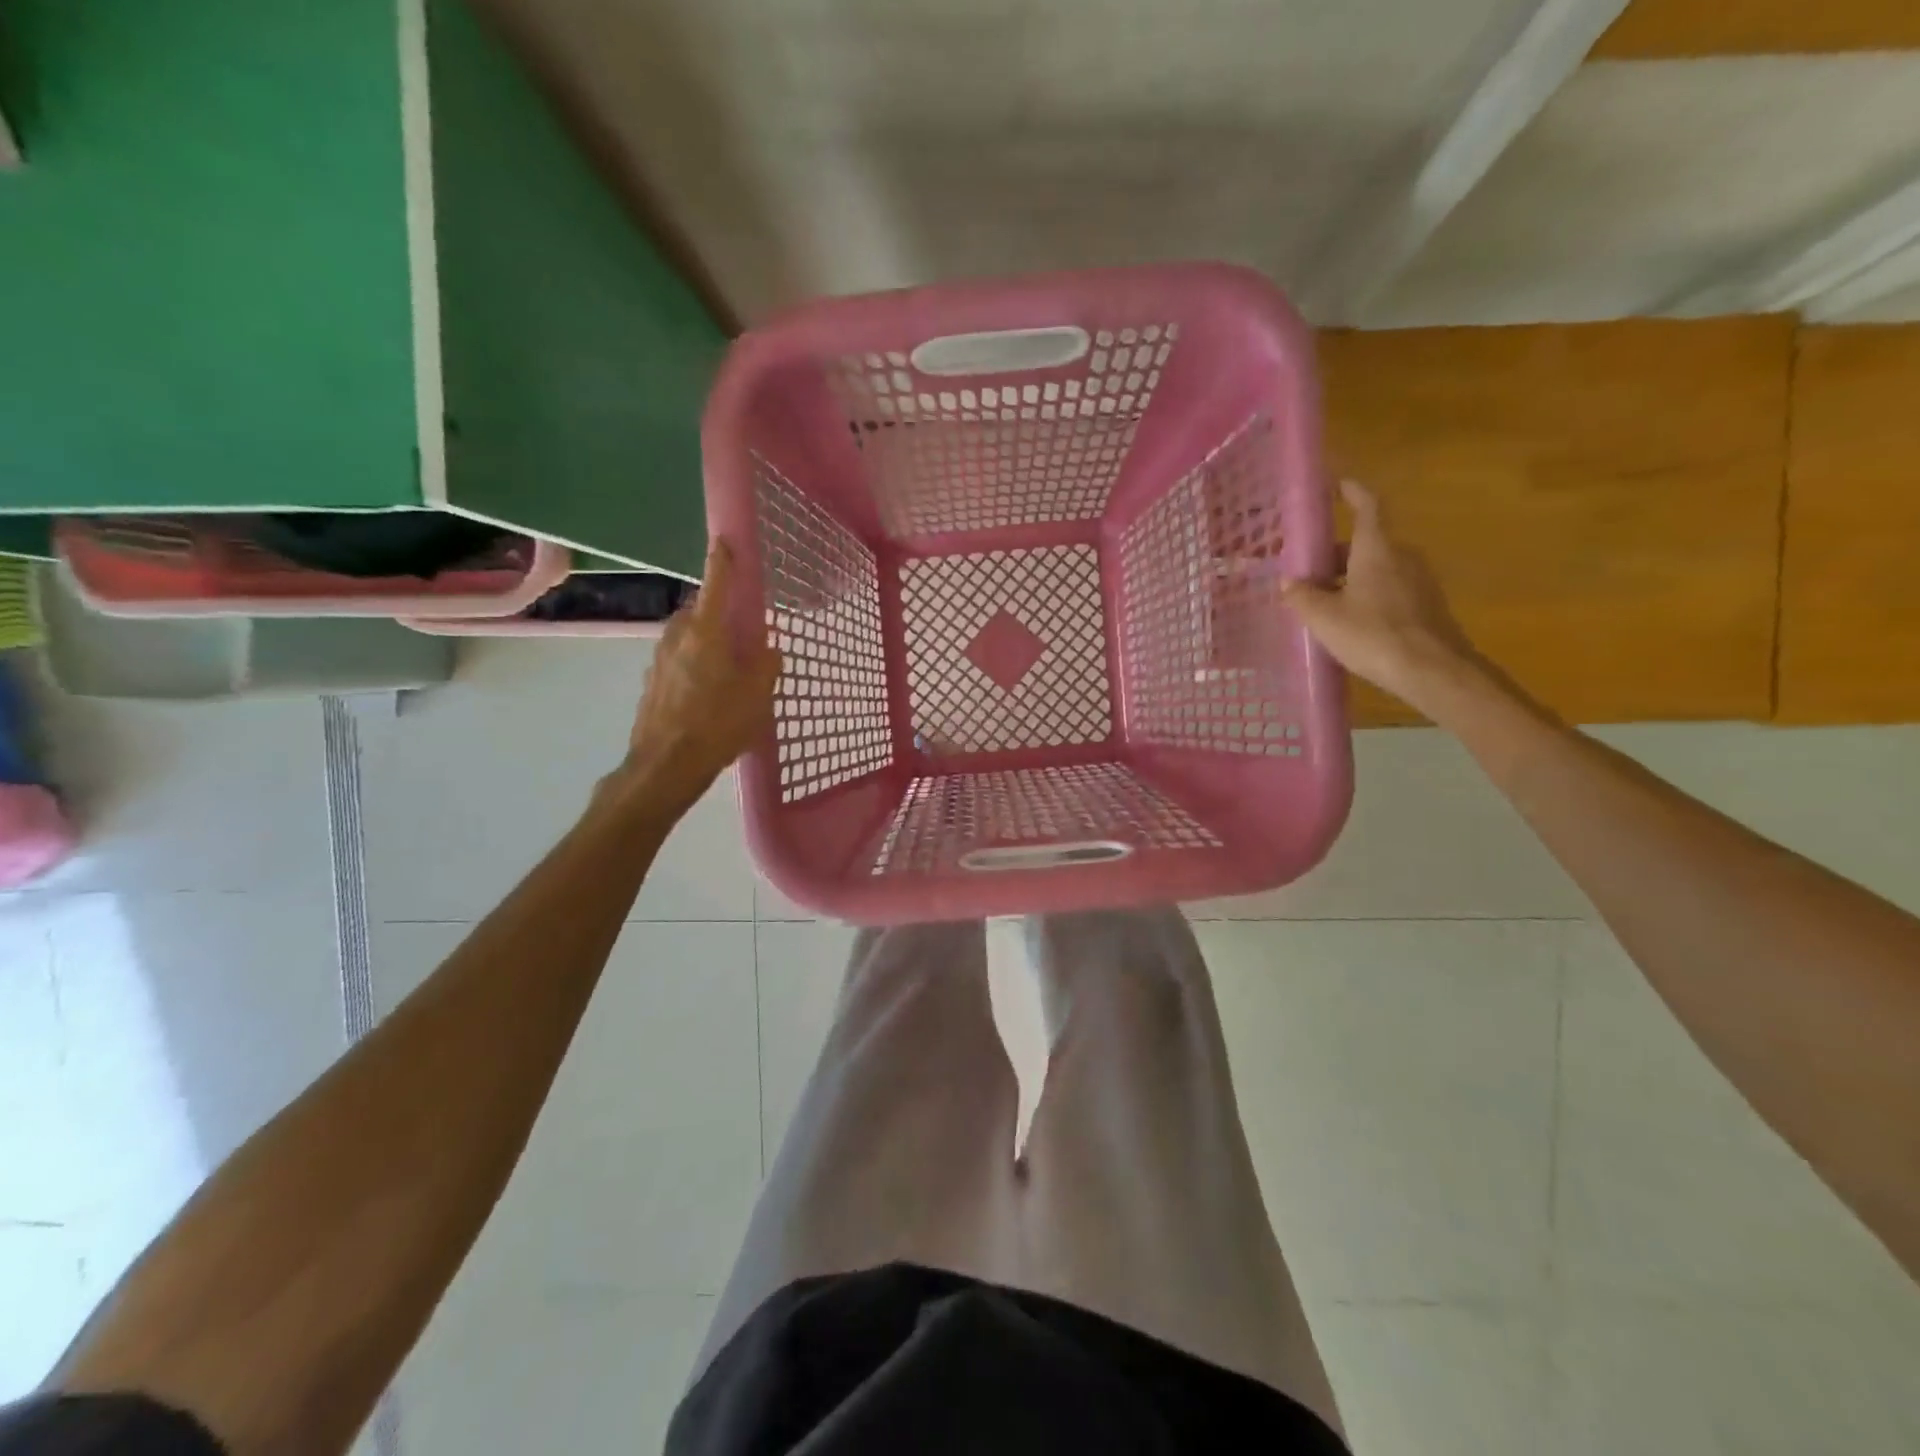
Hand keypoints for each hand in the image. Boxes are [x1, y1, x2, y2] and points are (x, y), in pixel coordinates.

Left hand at [619, 540, 780, 813]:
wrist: (665, 765)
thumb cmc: (717, 724)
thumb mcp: (757, 696)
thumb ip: (767, 665)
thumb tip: (767, 649)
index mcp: (706, 632)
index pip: (717, 584)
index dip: (724, 560)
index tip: (726, 539)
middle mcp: (677, 636)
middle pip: (700, 612)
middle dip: (719, 614)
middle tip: (742, 632)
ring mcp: (659, 659)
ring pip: (688, 638)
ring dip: (706, 643)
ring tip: (728, 669)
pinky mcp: (651, 683)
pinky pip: (678, 662)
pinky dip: (694, 666)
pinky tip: (708, 694)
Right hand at [1282, 480, 1484, 718]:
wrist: (1433, 670)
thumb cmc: (1373, 634)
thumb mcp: (1324, 617)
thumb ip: (1302, 596)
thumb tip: (1288, 582)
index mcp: (1376, 549)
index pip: (1367, 507)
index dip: (1353, 493)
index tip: (1339, 484)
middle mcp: (1402, 556)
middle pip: (1366, 544)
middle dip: (1336, 554)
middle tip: (1308, 571)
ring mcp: (1419, 581)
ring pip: (1377, 569)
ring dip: (1350, 578)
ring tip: (1323, 602)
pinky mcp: (1426, 606)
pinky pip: (1389, 590)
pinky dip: (1367, 596)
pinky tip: (1350, 622)